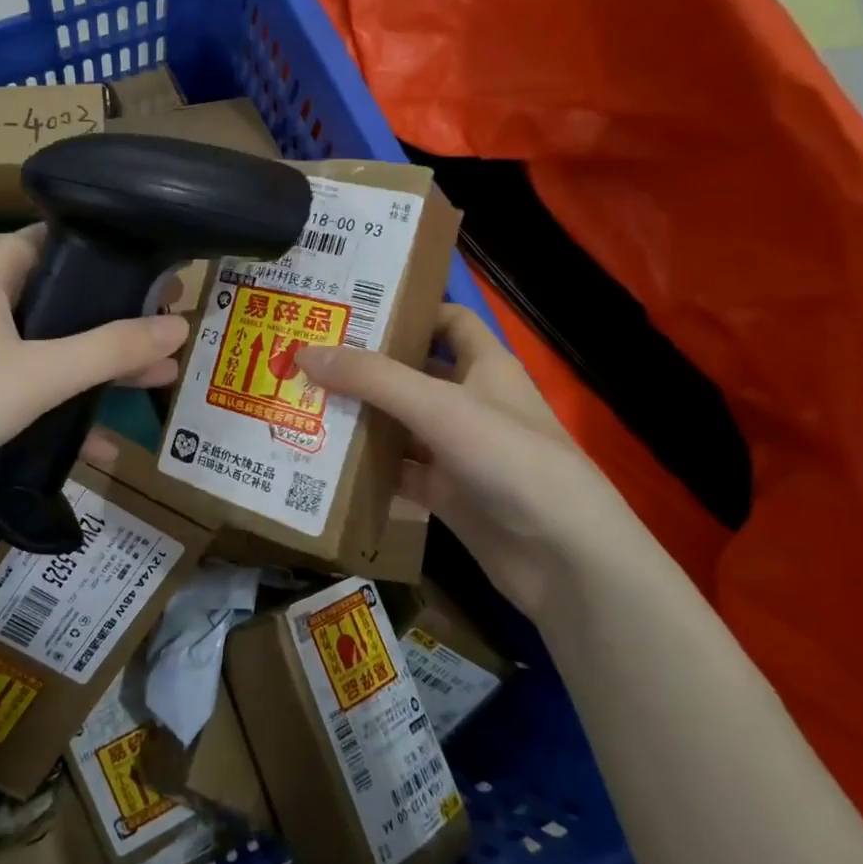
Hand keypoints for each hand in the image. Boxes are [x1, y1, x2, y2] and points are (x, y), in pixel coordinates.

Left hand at [0, 227, 188, 523]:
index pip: (54, 240)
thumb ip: (110, 349)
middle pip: (62, 300)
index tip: (155, 270)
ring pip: (50, 351)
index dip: (105, 251)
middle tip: (169, 328)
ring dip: (98, 368)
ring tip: (158, 379)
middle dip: (115, 319)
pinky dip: (65, 411)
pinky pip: (31, 393)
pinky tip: (104, 444)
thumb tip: (180, 325)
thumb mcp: (39, 373)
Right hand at [297, 305, 641, 618]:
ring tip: (300, 403)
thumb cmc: (510, 458)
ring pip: (400, 424)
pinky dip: (367, 466)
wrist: (562, 556)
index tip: (353, 307)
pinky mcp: (447, 493)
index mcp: (485, 366)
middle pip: (413, 373)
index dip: (409, 309)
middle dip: (366, 366)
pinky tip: (324, 461)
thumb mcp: (439, 406)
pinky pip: (399, 471)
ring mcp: (458, 450)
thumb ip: (372, 379)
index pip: (448, 320)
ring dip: (360, 417)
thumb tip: (305, 352)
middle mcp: (471, 402)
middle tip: (307, 356)